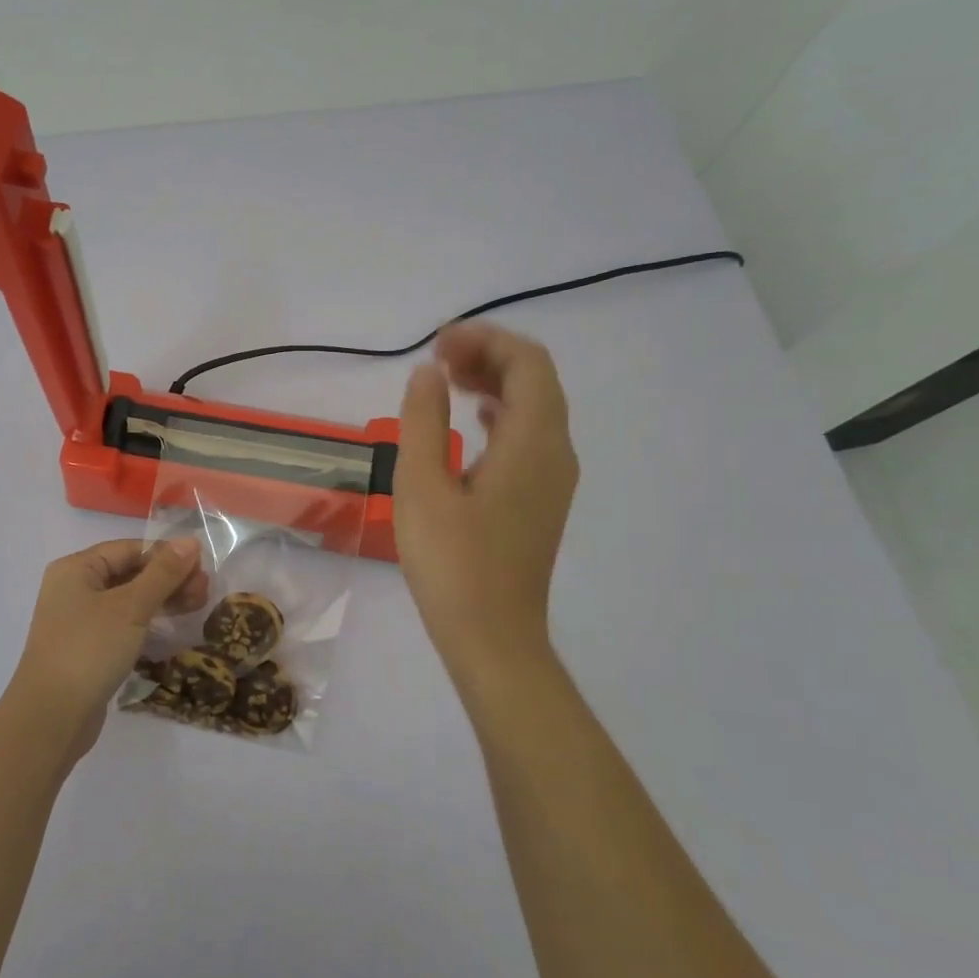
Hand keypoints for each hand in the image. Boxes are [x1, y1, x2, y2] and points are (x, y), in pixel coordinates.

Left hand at [7, 537, 207, 754]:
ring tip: (197, 606)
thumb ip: (163, 573)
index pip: (129, 549)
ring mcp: (78, 621)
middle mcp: (74, 589)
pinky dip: (147, 622)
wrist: (51, 718)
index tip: (202, 567)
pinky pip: (122, 624)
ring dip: (162, 600)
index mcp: (76, 569)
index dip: (166, 555)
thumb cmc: (90, 650)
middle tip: (205, 591)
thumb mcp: (131, 607)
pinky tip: (171, 628)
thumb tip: (190, 541)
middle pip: (129, 572)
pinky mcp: (87, 648)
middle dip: (168, 579)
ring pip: (128, 600)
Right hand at [394, 323, 577, 680]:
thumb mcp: (422, 485)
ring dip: (495, 384)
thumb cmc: (453, 562)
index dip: (485, 340)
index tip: (436, 346)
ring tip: (447, 383)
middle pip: (536, 380)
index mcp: (534, 441)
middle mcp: (556, 452)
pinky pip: (530, 437)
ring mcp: (553, 479)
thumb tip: (428, 374)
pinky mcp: (541, 501)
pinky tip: (471, 425)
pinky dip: (501, 415)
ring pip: (535, 409)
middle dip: (489, 356)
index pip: (527, 363)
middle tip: (437, 360)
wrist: (492, 638)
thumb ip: (423, 420)